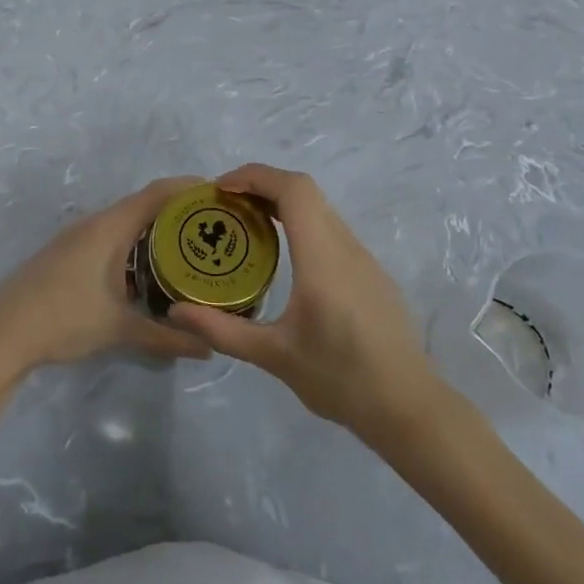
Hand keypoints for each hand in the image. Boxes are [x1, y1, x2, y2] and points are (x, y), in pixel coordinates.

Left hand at [0, 178, 213, 375]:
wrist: (2, 332)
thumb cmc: (63, 319)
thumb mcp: (119, 329)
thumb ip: (166, 337)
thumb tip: (208, 349)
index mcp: (110, 227)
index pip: (158, 193)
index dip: (189, 188)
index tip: (220, 194)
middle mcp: (95, 223)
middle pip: (144, 204)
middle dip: (179, 211)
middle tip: (214, 227)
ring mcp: (78, 237)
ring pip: (126, 222)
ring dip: (155, 229)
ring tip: (190, 247)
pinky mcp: (69, 253)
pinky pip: (112, 237)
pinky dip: (136, 244)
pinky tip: (149, 270)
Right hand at [168, 164, 439, 438]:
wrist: (409, 408)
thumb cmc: (341, 379)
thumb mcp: (274, 357)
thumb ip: (222, 330)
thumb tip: (175, 313)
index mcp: (323, 258)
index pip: (294, 190)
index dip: (255, 176)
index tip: (221, 189)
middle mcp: (346, 246)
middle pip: (305, 191)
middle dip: (262, 185)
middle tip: (226, 206)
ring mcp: (363, 258)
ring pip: (320, 208)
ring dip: (282, 203)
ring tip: (247, 225)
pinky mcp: (371, 273)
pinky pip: (331, 229)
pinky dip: (301, 223)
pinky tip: (284, 257)